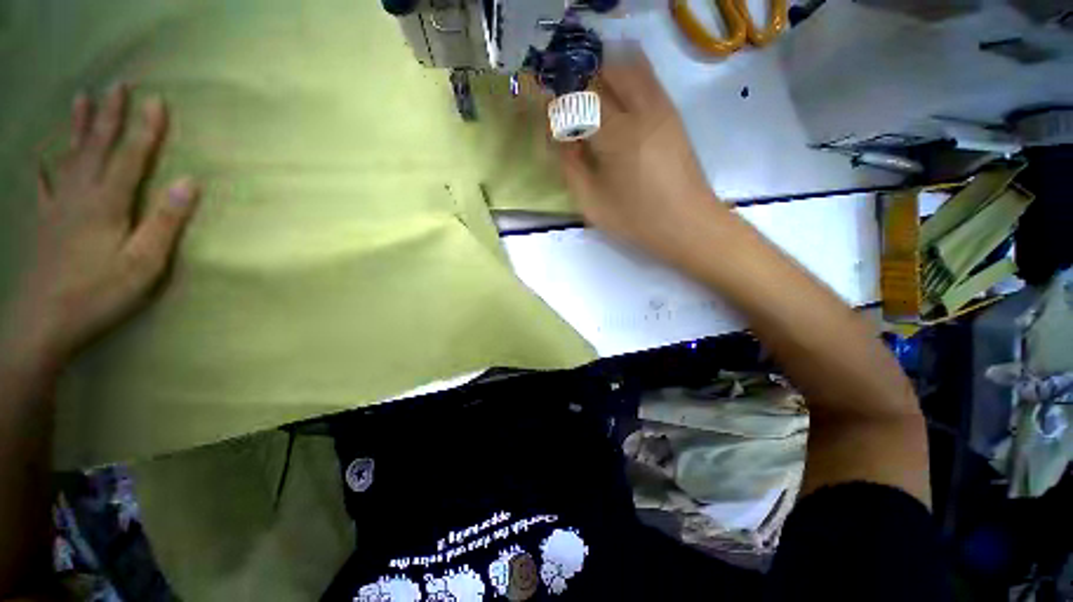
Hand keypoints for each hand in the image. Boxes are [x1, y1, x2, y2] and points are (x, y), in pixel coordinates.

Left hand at [5, 85, 199, 368]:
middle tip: (117, 86)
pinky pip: (44, 188)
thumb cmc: (99, 294)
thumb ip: (165, 222)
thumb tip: (189, 183)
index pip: (132, 157)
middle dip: (110, 116)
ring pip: (69, 157)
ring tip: (81, 100)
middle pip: (97, 147)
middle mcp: (80, 195)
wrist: (42, 323)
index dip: (145, 129)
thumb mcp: (144, 263)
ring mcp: (58, 207)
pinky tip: (42, 160)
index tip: (156, 101)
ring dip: (79, 128)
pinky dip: (44, 170)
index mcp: (107, 203)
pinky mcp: (44, 224)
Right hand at [556, 53, 724, 260]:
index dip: (559, 103)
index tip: (548, 115)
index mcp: (617, 135)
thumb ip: (571, 167)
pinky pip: (648, 79)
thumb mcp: (592, 202)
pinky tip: (617, 100)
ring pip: (630, 68)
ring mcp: (662, 108)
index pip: (579, 101)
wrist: (687, 223)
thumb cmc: (636, 218)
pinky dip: (627, 77)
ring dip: (604, 75)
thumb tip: (563, 139)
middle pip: (606, 72)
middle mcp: (641, 110)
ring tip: (591, 101)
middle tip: (569, 106)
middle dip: (581, 81)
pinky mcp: (673, 114)